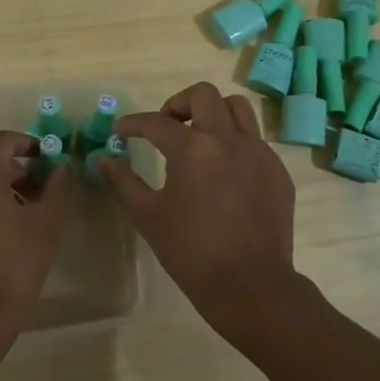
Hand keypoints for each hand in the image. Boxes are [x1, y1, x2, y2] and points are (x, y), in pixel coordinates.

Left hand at [0, 131, 71, 357]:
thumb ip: (56, 187)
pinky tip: (4, 232)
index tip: (51, 159)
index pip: (6, 140)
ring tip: (28, 216)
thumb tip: (60, 167)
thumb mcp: (47, 223)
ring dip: (3, 189)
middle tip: (44, 193)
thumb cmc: (14, 264)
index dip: (31, 145)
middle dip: (19, 171)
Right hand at [100, 83, 322, 347]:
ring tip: (199, 138)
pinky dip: (234, 142)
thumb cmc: (191, 253)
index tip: (121, 132)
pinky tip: (224, 171)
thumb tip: (103, 159)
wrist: (250, 285)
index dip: (133, 124)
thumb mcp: (148, 216)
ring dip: (213, 113)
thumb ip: (124, 182)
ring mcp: (258, 152)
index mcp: (193, 149)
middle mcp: (228, 140)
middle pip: (204, 95)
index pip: (156, 122)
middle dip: (178, 104)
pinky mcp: (277, 170)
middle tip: (166, 127)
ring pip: (237, 108)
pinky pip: (254, 139)